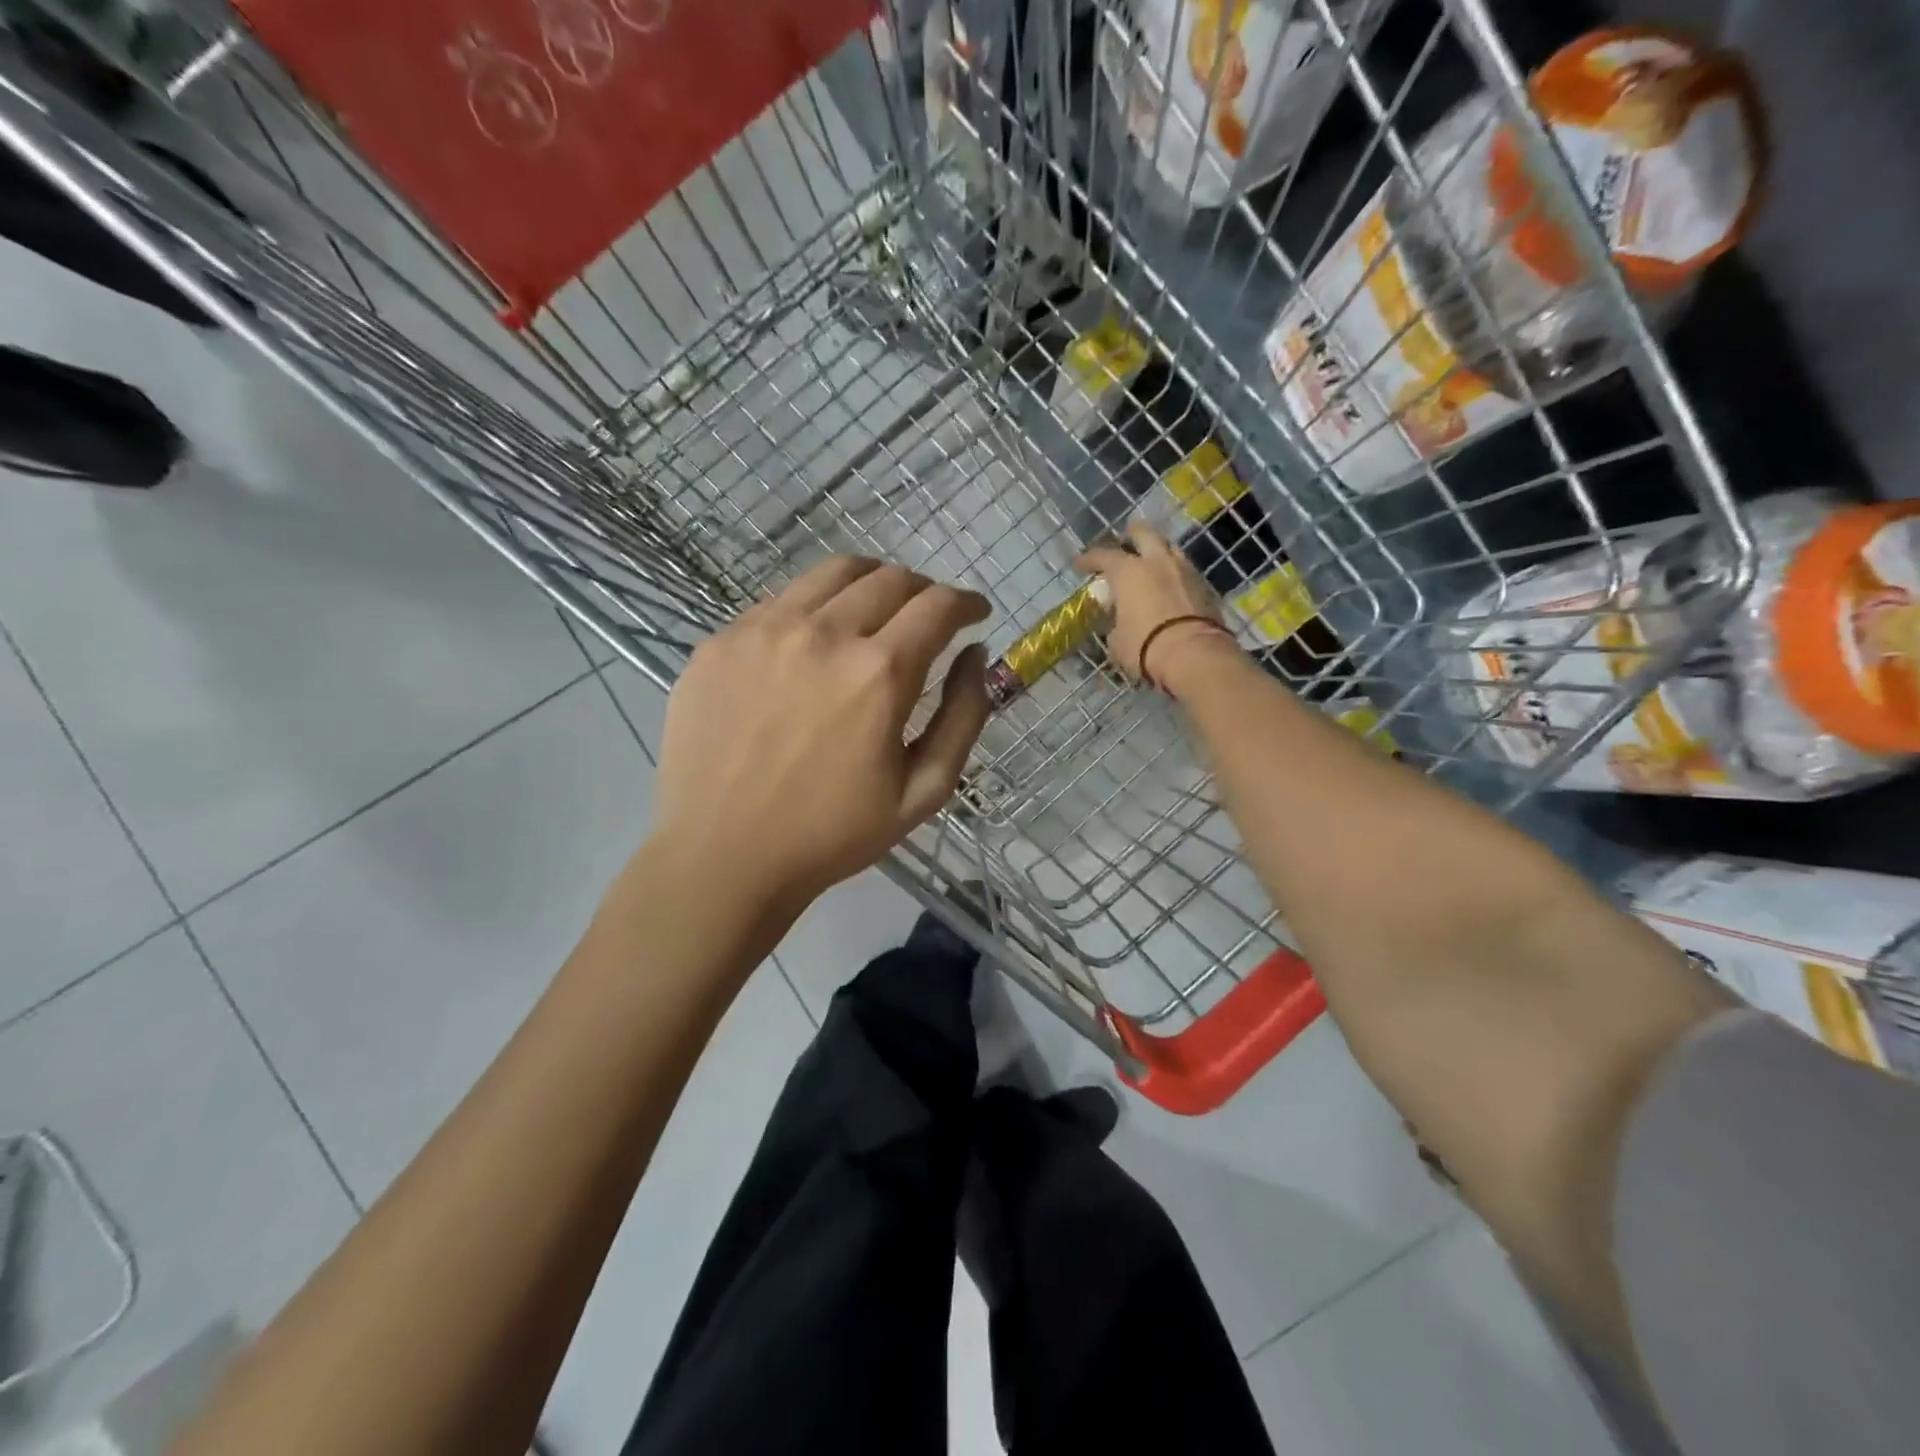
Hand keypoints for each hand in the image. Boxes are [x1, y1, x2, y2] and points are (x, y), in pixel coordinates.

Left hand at [651, 557, 991, 907]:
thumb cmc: (832, 834)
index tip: (975, 613)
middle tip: (927, 617)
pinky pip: (780, 601)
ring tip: (875, 611)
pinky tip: (813, 643)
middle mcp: (823, 633)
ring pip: (832, 573)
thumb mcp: (923, 791)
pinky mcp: (719, 641)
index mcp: (879, 673)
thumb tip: (976, 654)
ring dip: (870, 583)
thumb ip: (963, 716)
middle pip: (889, 579)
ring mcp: (763, 630)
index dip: (966, 602)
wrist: (721, 857)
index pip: (937, 605)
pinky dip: (814, 607)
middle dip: (923, 591)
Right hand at [1076, 521, 1239, 687]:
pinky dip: (1174, 574)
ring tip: (1150, 564)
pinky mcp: (1205, 586)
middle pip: (1143, 533)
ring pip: (1169, 548)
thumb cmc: (1145, 646)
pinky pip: (1185, 570)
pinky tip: (1169, 585)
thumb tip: (1119, 621)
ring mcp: (1184, 570)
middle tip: (1123, 543)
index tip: (1080, 563)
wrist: (1194, 655)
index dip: (1089, 559)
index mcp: (1128, 571)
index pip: (1103, 555)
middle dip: (1131, 535)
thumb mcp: (1117, 640)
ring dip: (1157, 552)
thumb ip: (1116, 623)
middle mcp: (1157, 562)